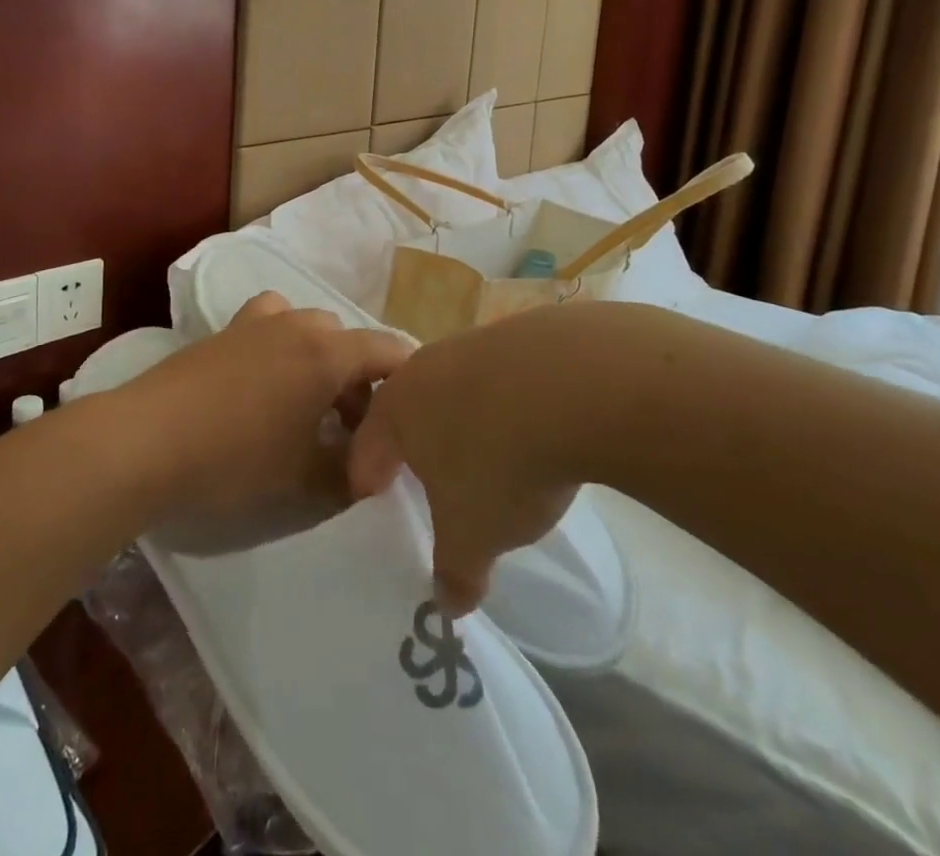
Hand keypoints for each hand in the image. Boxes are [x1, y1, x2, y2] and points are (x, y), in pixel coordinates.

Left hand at [125, 292, 412, 539]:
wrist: (149, 439)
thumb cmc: (236, 458)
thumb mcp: (304, 478)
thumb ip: (350, 474)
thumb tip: (373, 473)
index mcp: (328, 352)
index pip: (390, 351)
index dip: (409, 380)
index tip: (413, 417)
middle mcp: (299, 324)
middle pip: (349, 341)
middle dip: (361, 381)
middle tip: (353, 431)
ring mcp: (258, 321)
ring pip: (310, 330)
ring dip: (321, 361)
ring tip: (309, 406)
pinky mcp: (225, 329)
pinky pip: (270, 325)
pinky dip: (282, 345)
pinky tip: (266, 382)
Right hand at [348, 308, 584, 613]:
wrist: (574, 381)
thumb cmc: (500, 461)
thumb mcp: (473, 535)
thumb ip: (454, 571)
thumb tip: (448, 604)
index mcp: (395, 409)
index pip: (365, 451)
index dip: (368, 487)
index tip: (381, 514)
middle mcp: (425, 367)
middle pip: (409, 413)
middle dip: (418, 451)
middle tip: (436, 489)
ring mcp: (473, 344)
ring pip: (456, 391)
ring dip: (467, 424)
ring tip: (494, 460)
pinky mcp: (520, 334)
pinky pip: (502, 379)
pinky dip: (510, 405)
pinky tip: (538, 430)